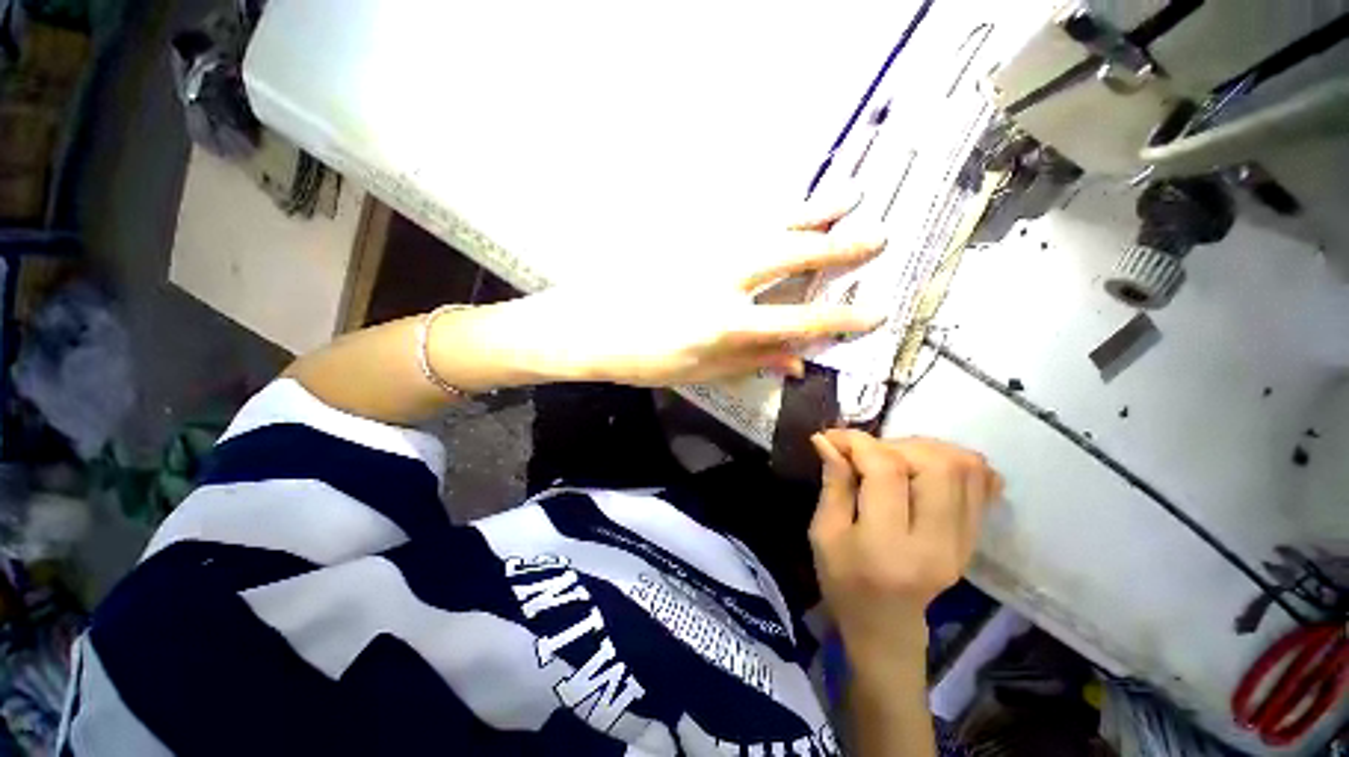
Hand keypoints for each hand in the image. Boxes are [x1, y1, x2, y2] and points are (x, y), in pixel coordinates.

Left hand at [502, 204, 886, 386]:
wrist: (588, 327)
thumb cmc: (642, 360)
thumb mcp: (700, 373)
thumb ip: (751, 362)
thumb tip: (798, 361)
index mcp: (726, 324)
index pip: (799, 320)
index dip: (841, 318)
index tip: (875, 312)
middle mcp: (722, 281)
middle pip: (791, 256)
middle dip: (838, 247)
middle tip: (878, 234)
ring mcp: (704, 252)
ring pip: (768, 224)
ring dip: (811, 210)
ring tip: (848, 194)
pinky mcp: (687, 237)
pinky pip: (740, 219)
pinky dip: (771, 210)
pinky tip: (789, 204)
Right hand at [809, 431, 1001, 672]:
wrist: (886, 627)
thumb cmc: (843, 581)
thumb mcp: (824, 532)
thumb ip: (832, 482)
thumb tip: (827, 439)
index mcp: (889, 545)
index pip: (887, 472)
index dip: (859, 443)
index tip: (834, 437)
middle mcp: (938, 542)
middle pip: (937, 464)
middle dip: (896, 444)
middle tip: (868, 453)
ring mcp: (964, 541)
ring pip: (965, 468)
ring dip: (925, 449)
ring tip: (895, 457)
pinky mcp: (974, 538)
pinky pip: (983, 483)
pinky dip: (957, 462)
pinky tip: (928, 466)